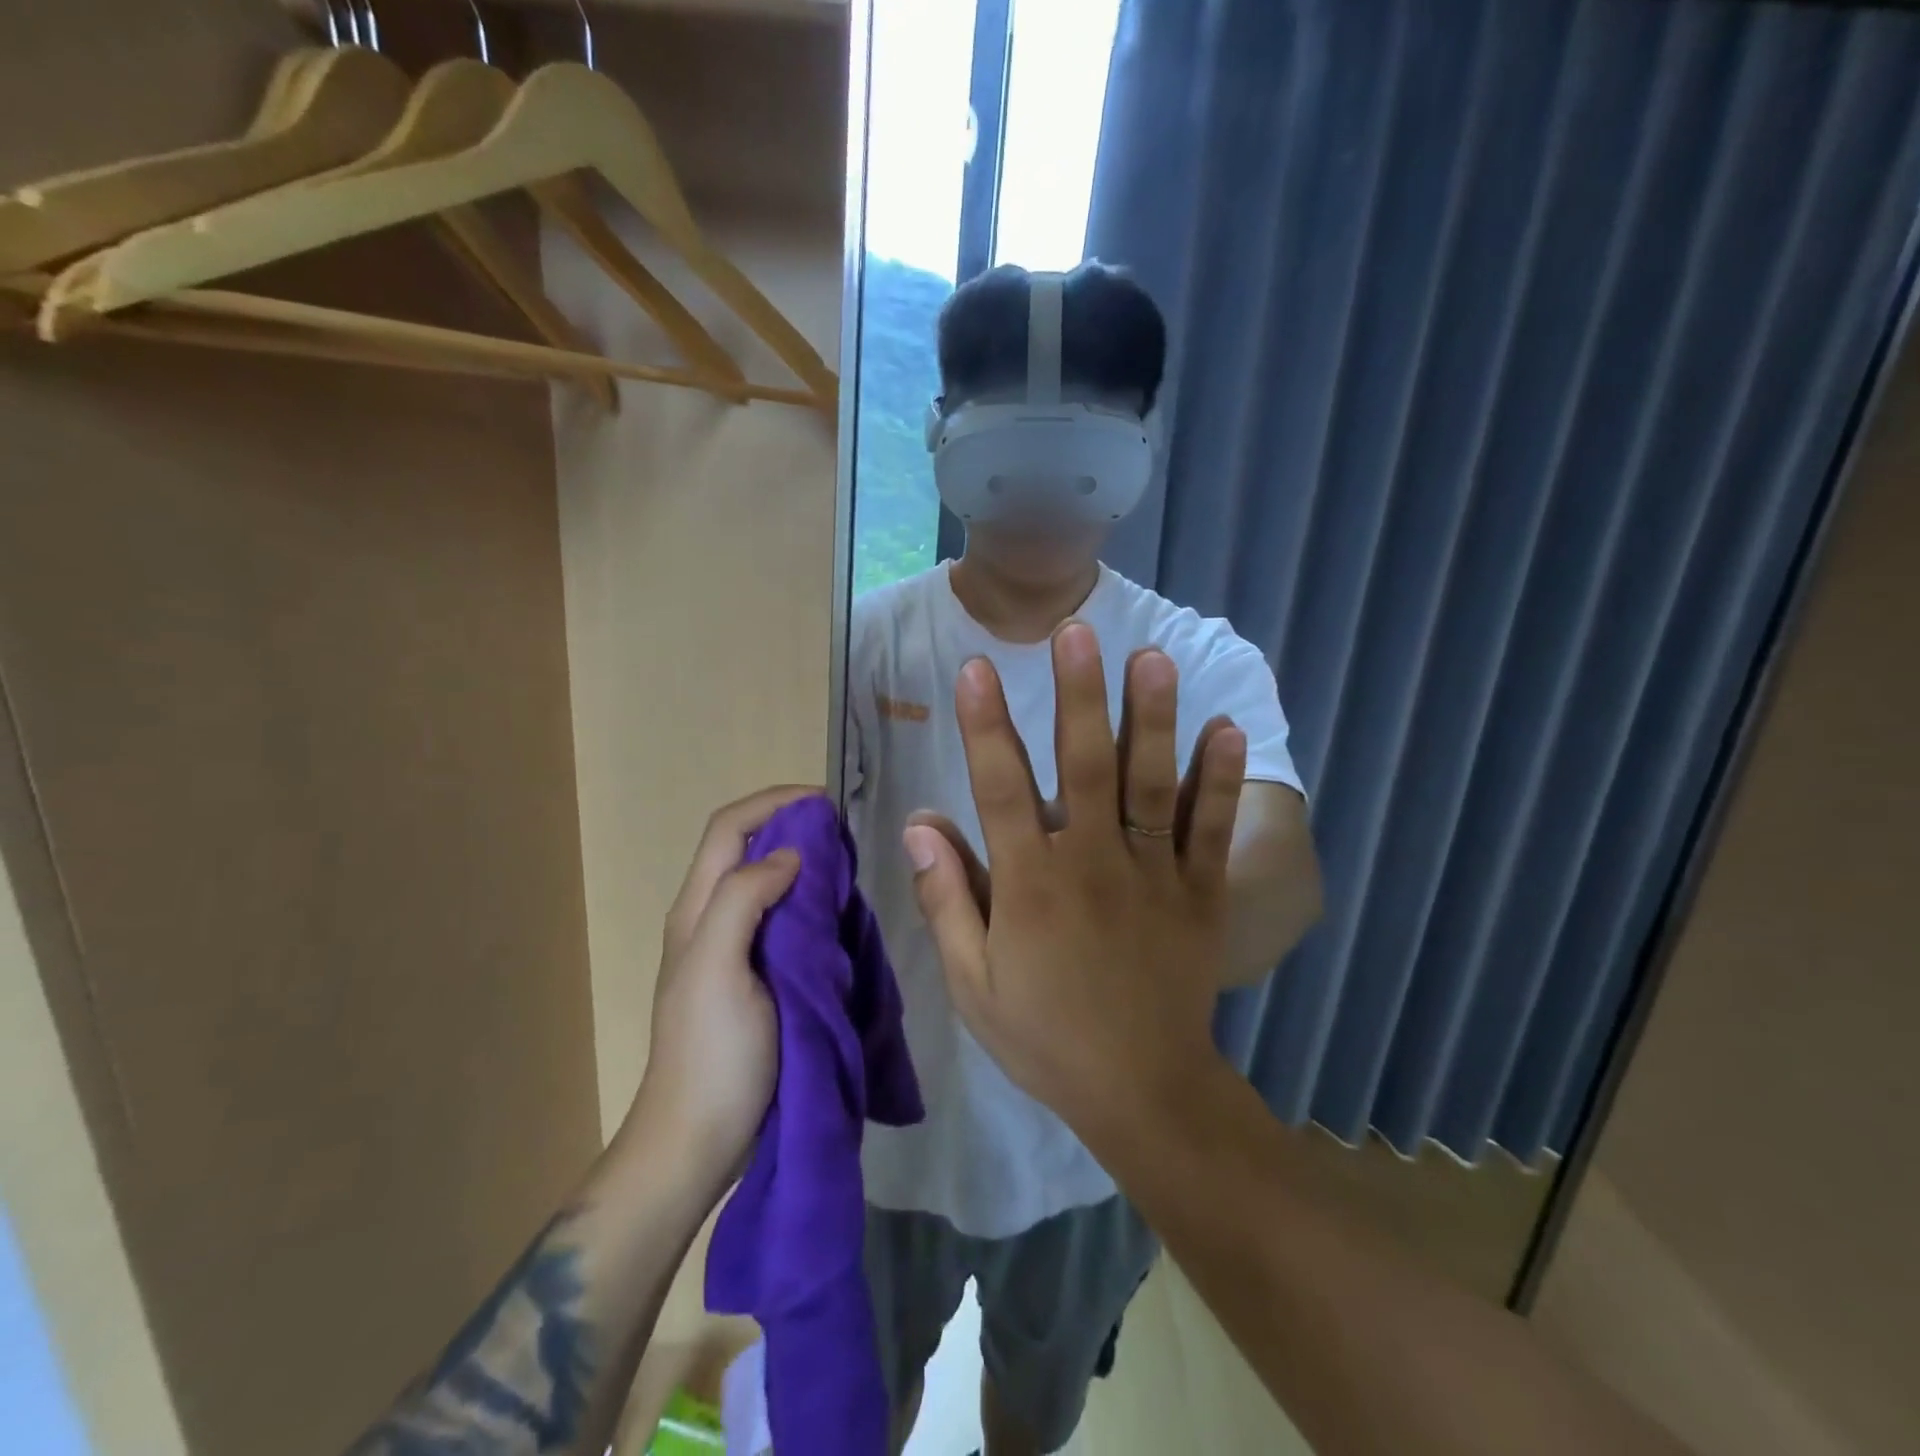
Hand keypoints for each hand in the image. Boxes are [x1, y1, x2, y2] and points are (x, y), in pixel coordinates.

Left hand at [629, 785, 814, 1194]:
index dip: (774, 802)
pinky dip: (808, 899)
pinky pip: (782, 916)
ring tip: (843, 866)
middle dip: (790, 825)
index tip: (825, 803)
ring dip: (802, 860)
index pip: (729, 828)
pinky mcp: (755, 975)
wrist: (699, 1138)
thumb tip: (790, 854)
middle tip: (841, 835)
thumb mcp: (718, 968)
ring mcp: (732, 948)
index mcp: (698, 909)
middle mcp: (710, 918)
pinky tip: (834, 912)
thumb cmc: (711, 1052)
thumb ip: (744, 900)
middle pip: (746, 847)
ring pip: (766, 879)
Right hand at [903, 622, 1246, 1142]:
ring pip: (1152, 783)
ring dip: (1153, 718)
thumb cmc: (1046, 1035)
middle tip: (1077, 632)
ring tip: (1153, 658)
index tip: (976, 668)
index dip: (985, 725)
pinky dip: (1220, 779)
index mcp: (1031, 885)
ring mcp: (1154, 874)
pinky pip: (1212, 828)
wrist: (1142, 1091)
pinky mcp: (1201, 892)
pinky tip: (1228, 729)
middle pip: (1084, 766)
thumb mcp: (972, 984)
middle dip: (1079, 696)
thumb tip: (920, 824)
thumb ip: (945, 900)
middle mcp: (1093, 863)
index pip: (1000, 788)